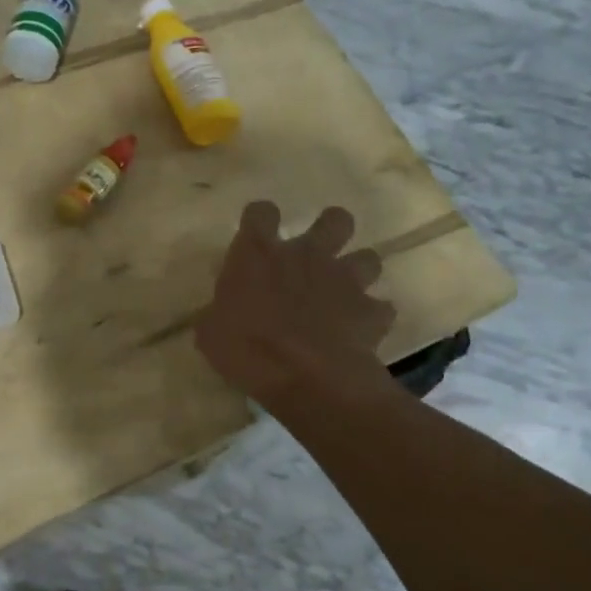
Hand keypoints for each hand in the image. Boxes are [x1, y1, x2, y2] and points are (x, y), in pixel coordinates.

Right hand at [196, 202, 397, 410]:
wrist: (307, 377)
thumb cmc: (247, 348)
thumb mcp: (210, 332)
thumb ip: (218, 314)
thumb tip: (215, 315)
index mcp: (259, 254)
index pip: (260, 213)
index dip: (260, 219)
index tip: (257, 234)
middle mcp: (306, 255)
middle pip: (334, 220)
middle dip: (331, 229)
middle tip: (318, 251)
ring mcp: (345, 280)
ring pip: (368, 257)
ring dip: (357, 272)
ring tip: (344, 293)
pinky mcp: (371, 311)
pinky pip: (380, 308)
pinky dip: (372, 317)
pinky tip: (360, 331)